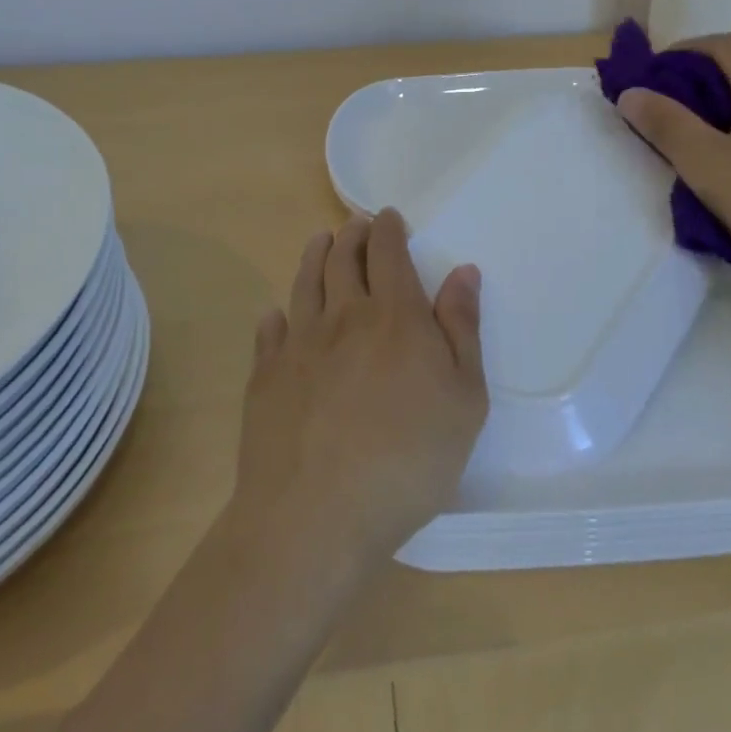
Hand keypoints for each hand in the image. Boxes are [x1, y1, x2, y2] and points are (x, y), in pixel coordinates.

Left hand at [231, 209, 487, 571]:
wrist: (317, 514)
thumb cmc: (408, 458)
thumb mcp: (464, 398)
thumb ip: (462, 329)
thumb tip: (463, 272)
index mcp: (395, 316)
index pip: (389, 254)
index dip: (389, 230)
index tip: (388, 217)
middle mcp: (343, 317)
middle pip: (342, 259)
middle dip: (352, 235)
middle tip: (356, 224)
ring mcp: (299, 345)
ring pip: (305, 284)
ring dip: (314, 256)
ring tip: (320, 242)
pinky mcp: (266, 377)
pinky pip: (270, 332)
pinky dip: (276, 316)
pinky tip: (276, 315)